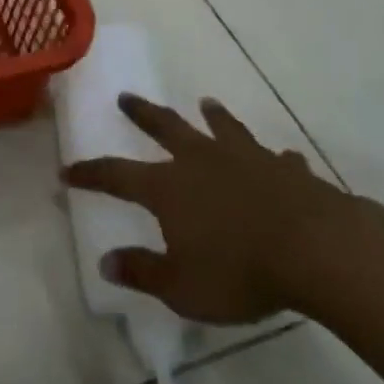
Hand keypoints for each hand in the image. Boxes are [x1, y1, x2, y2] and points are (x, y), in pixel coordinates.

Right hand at [62, 94, 355, 322]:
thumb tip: (106, 262)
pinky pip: (277, 159)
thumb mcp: (182, 286)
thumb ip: (143, 272)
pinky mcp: (286, 170)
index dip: (91, 173)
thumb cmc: (240, 270)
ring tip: (206, 102)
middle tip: (126, 97)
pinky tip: (283, 158)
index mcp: (169, 187)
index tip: (68, 170)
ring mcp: (246, 159)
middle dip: (143, 113)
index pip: (117, 175)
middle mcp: (201, 161)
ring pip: (222, 128)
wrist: (315, 249)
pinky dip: (276, 159)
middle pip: (165, 128)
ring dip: (212, 116)